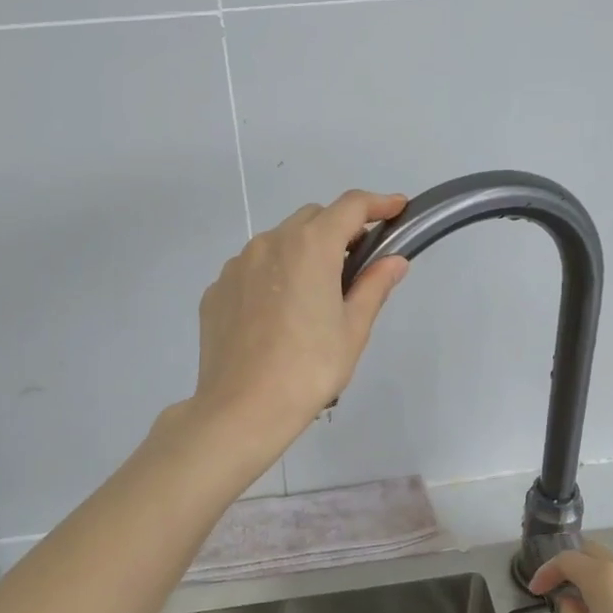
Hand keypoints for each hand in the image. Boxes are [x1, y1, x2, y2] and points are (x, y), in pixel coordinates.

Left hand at [191, 190, 409, 445]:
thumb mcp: (353, 330)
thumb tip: (394, 260)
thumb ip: (373, 286)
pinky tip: (278, 314)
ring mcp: (237, 265)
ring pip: (278, 242)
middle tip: (357, 262)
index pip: (350, 206)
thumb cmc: (309, 369)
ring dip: (302, 252)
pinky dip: (272, 275)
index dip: (378, 203)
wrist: (241, 409)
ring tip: (313, 294)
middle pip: (312, 219)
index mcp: (310, 246)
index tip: (397, 208)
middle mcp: (269, 243)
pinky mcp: (216, 290)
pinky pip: (251, 269)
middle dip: (338, 229)